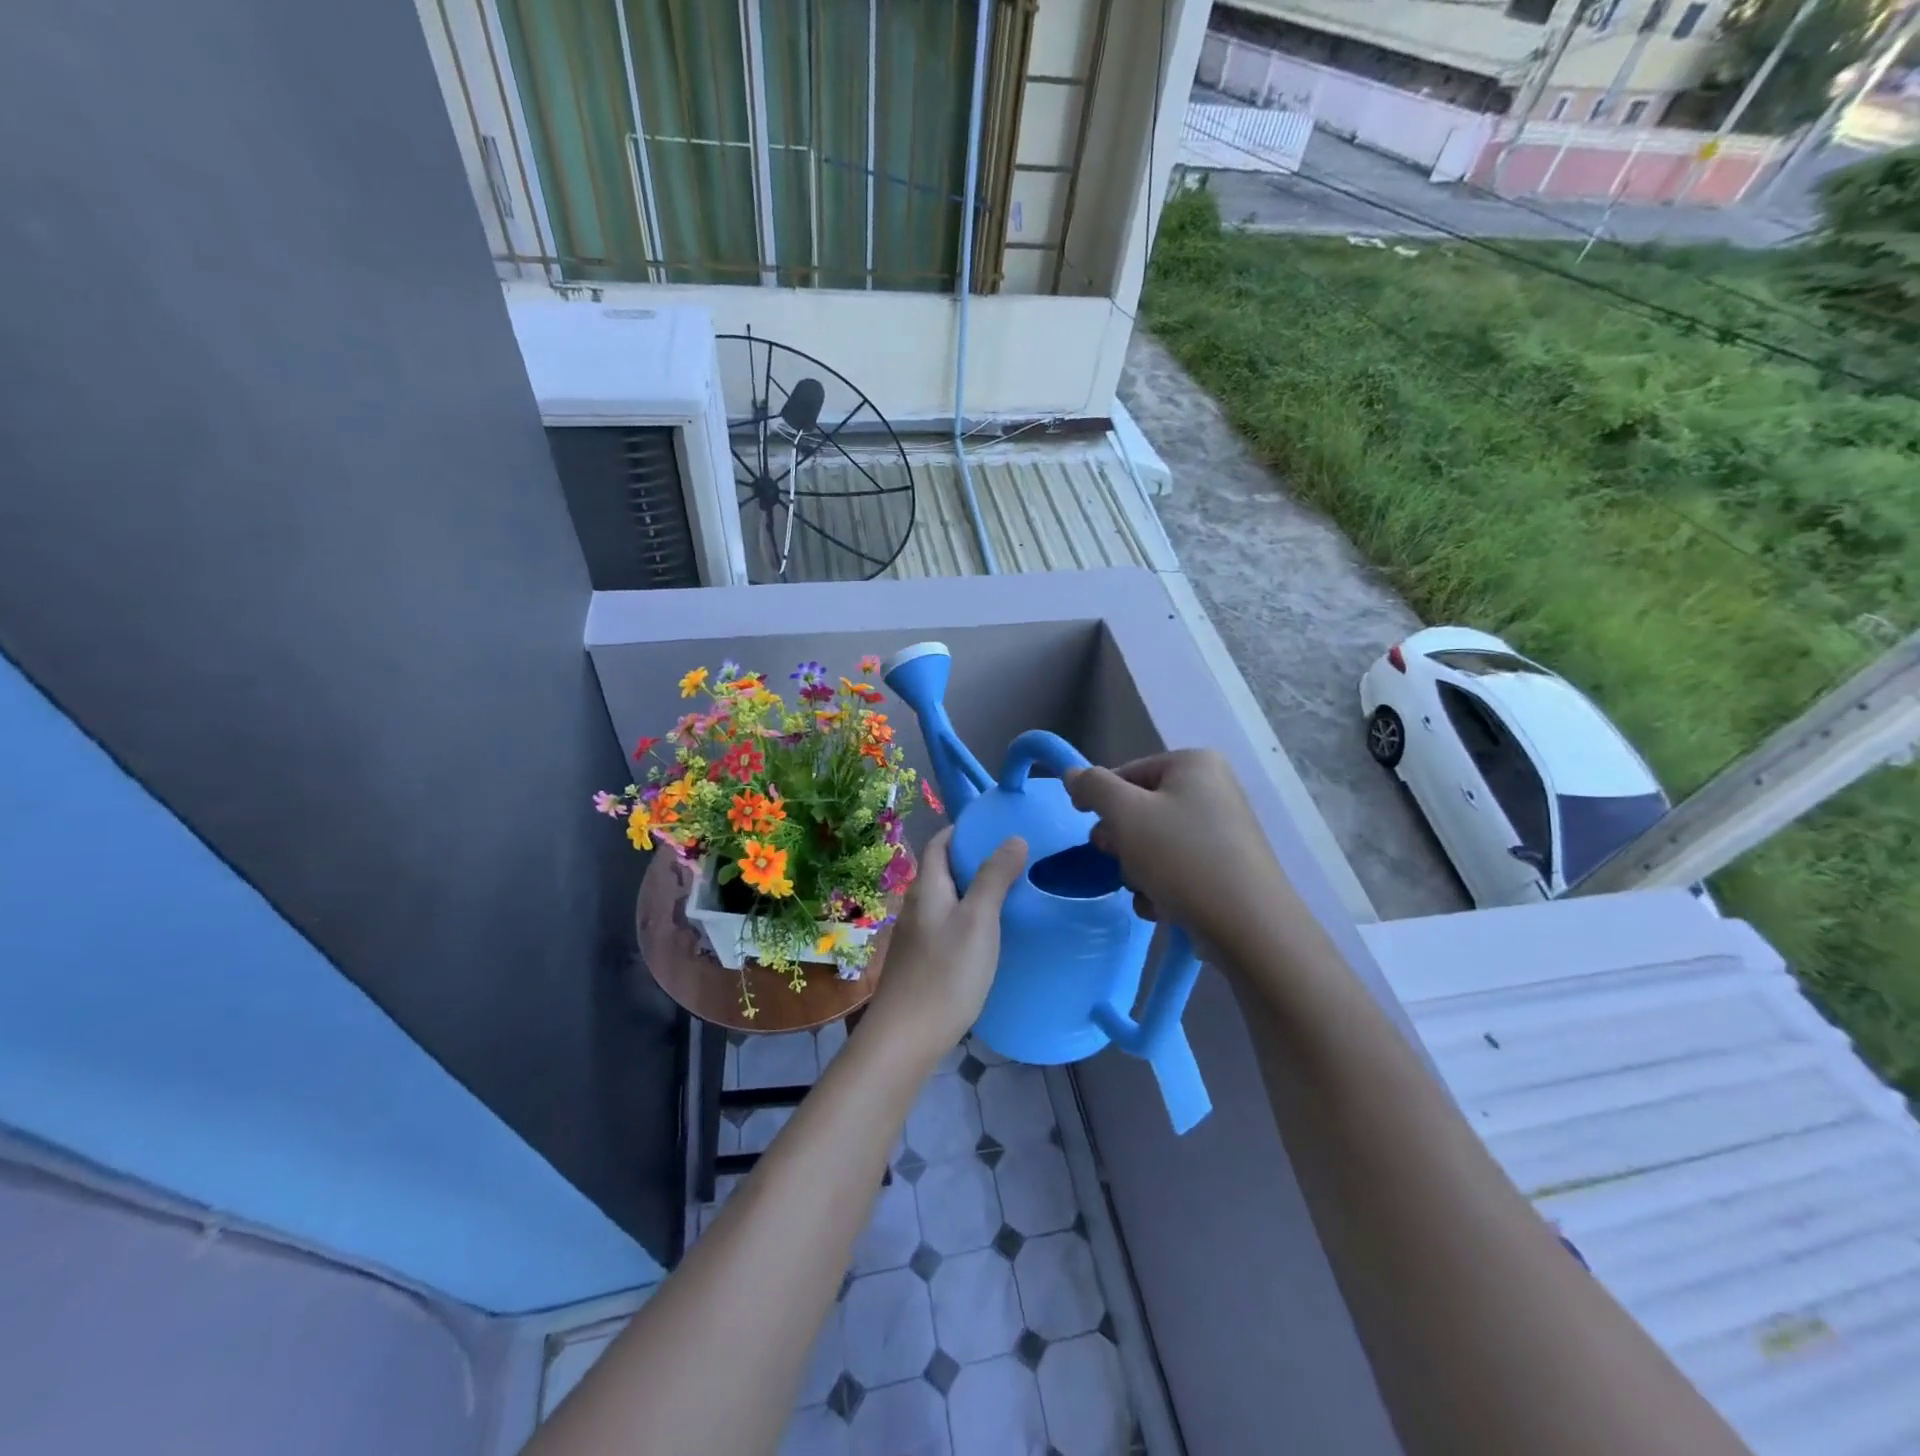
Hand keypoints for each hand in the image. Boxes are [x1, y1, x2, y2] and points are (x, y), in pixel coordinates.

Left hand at [862, 827, 1026, 1065]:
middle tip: (1013, 858)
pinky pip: (947, 926)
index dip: (962, 830)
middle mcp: (916, 906)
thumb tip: (1013, 837)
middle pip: (942, 871)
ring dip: (972, 891)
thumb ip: (994, 878)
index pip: (939, 844)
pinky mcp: (921, 962)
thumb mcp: (978, 921)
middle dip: (973, 860)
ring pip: (946, 900)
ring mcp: (916, 936)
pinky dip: (968, 918)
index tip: (994, 826)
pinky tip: (989, 935)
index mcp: (927, 888)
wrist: (906, 1038)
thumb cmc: (946, 974)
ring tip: (1009, 893)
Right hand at [1066, 750, 1287, 958]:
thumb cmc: (1183, 858)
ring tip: (1147, 890)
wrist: (1249, 927)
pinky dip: (1162, 887)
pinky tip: (1164, 907)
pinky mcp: (1226, 869)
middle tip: (1119, 859)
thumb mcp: (1126, 814)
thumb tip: (1073, 774)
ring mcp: (1223, 831)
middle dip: (1122, 841)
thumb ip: (1093, 787)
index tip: (1089, 828)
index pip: (1127, 773)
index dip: (1101, 800)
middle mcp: (1213, 790)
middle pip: (1140, 809)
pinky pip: (1177, 869)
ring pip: (1154, 843)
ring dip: (1138, 869)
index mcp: (1194, 764)